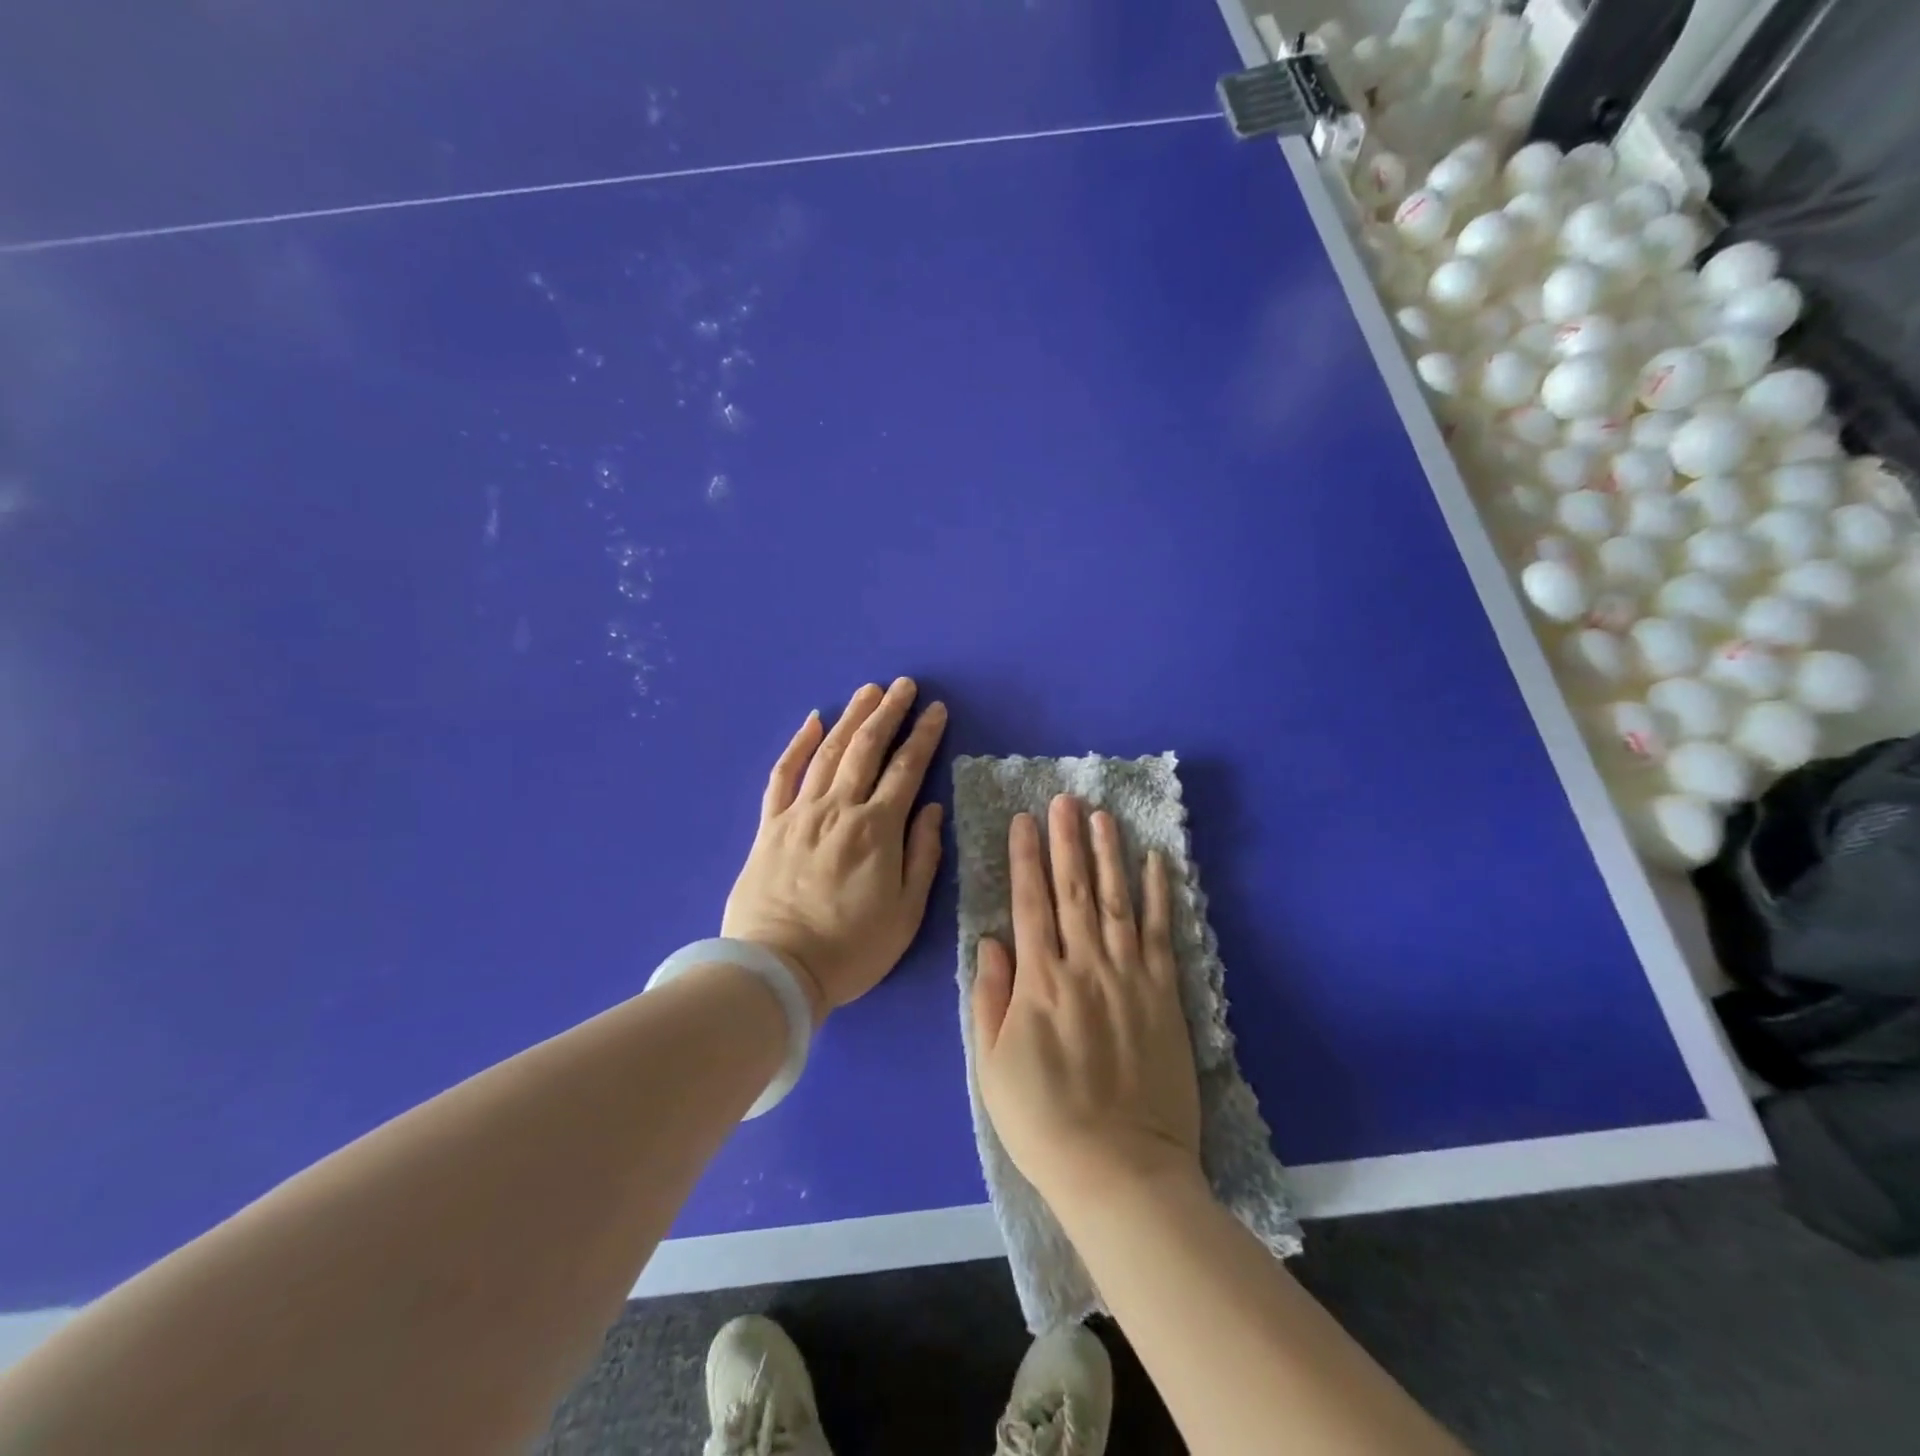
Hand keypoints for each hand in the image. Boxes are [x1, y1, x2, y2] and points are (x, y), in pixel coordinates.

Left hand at [722, 679, 946, 1023]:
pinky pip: (784, 775)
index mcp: (877, 829)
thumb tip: (931, 808)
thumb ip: (922, 856)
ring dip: (851, 717)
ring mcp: (800, 813)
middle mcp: (839, 809)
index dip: (924, 736)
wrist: (777, 970)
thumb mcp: (906, 913)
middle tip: (904, 685)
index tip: (936, 711)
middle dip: (889, 712)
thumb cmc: (851, 949)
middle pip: (867, 748)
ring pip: (829, 752)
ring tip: (868, 691)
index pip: (906, 769)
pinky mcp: (770, 825)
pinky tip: (812, 722)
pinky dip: (798, 745)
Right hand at [970, 795, 1202, 1214]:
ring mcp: (1130, 977)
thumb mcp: (991, 1066)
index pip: (1030, 903)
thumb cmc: (1043, 1122)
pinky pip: (1162, 934)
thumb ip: (990, 998)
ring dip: (1109, 854)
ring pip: (1118, 900)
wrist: (1120, 1169)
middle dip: (1066, 841)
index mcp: (1039, 982)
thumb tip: (990, 940)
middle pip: (1074, 890)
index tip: (1025, 820)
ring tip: (1103, 816)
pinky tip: (1155, 862)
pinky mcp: (1165, 995)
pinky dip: (1159, 895)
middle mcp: (1084, 966)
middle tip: (1065, 800)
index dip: (1026, 858)